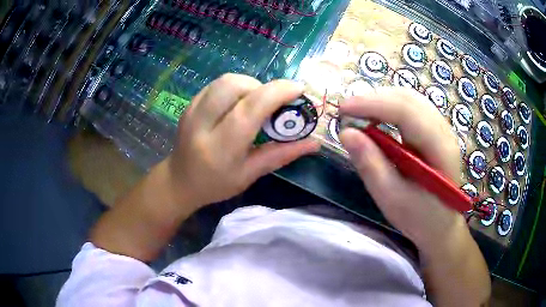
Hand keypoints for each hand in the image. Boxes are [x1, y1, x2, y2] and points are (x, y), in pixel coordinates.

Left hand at [166, 74, 319, 207]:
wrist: (180, 181)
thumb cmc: (216, 184)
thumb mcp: (250, 175)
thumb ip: (282, 154)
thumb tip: (314, 142)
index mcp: (220, 148)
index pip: (249, 109)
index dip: (277, 93)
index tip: (298, 89)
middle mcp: (202, 124)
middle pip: (235, 85)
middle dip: (261, 87)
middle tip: (272, 103)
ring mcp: (192, 110)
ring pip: (225, 80)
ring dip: (249, 84)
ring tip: (256, 103)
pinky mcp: (189, 104)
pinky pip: (217, 84)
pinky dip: (235, 87)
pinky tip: (238, 103)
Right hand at [339, 87, 465, 250]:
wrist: (441, 225)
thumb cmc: (419, 218)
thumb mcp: (392, 199)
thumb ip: (371, 165)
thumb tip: (346, 133)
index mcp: (440, 149)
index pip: (406, 111)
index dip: (373, 104)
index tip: (343, 109)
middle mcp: (444, 130)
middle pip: (408, 98)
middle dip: (374, 99)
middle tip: (347, 112)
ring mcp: (441, 128)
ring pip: (410, 98)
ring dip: (381, 100)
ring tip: (359, 114)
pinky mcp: (435, 130)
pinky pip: (411, 107)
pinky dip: (390, 107)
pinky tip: (377, 118)